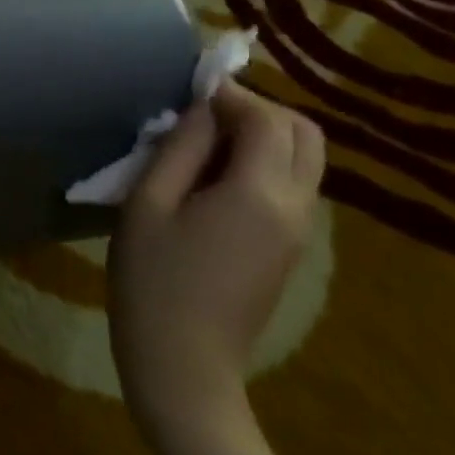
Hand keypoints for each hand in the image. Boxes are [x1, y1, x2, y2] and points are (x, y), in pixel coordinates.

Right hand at [106, 79, 325, 432]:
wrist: (184, 369)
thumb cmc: (153, 280)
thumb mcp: (149, 202)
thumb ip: (181, 147)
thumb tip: (203, 106)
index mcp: (260, 195)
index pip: (266, 119)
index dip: (230, 92)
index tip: (189, 85)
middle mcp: (295, 208)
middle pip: (305, 134)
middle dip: (258, 107)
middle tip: (204, 110)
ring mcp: (299, 232)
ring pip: (304, 158)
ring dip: (264, 133)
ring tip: (204, 138)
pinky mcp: (290, 249)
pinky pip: (292, 184)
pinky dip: (264, 160)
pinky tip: (213, 173)